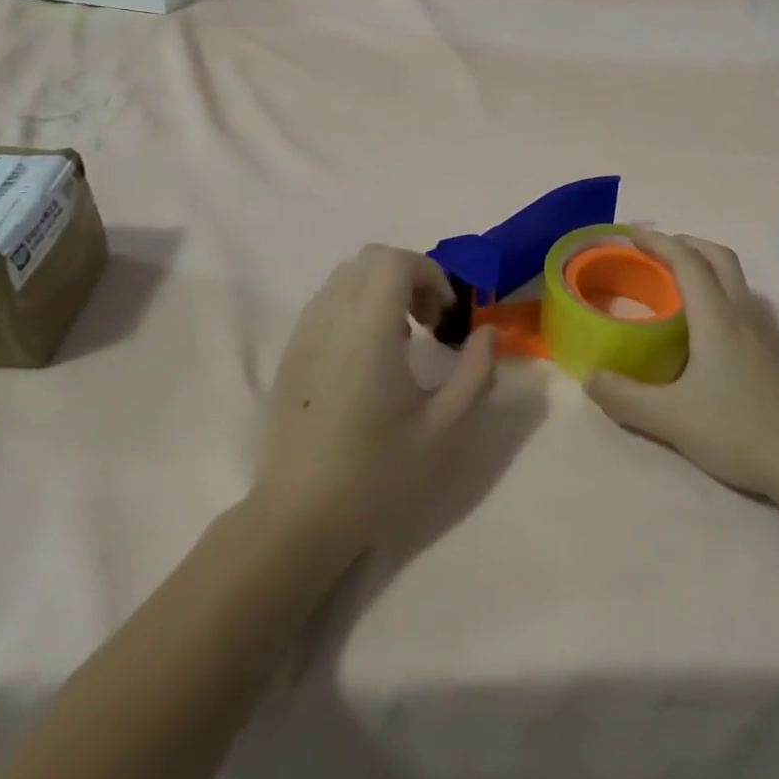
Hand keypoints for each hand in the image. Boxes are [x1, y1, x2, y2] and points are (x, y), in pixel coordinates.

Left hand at [256, 246, 496, 552]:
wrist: (298, 518)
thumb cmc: (377, 474)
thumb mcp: (445, 429)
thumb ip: (476, 372)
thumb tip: (487, 332)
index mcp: (368, 329)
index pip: (394, 260)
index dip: (429, 272)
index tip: (445, 316)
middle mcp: (331, 318)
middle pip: (370, 260)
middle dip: (408, 276)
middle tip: (428, 324)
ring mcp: (304, 334)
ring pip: (346, 277)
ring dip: (381, 290)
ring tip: (402, 342)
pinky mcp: (290, 354)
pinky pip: (327, 303)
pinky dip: (356, 307)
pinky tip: (368, 359)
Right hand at [586, 232, 778, 503]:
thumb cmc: (739, 430)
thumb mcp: (670, 419)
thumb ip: (625, 398)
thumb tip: (591, 378)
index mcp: (717, 317)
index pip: (686, 261)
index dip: (658, 242)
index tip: (632, 234)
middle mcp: (744, 313)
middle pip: (718, 256)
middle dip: (686, 243)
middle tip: (656, 252)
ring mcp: (768, 332)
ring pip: (738, 279)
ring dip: (708, 266)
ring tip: (682, 286)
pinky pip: (748, 303)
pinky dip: (725, 294)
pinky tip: (714, 329)